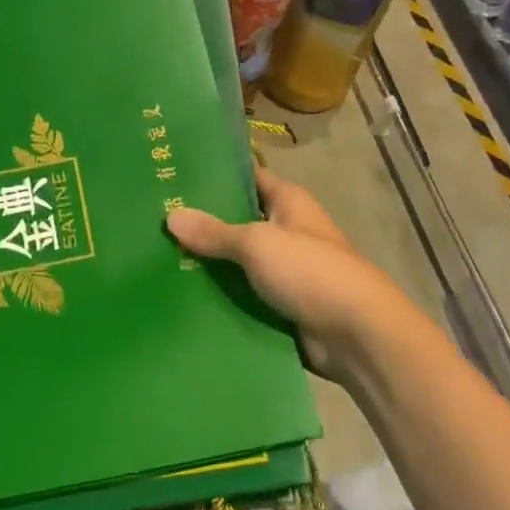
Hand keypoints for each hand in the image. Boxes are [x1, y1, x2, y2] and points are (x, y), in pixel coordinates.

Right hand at [166, 167, 398, 377]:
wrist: (355, 336)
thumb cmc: (309, 271)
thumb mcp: (256, 243)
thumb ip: (214, 232)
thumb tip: (171, 216)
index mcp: (289, 203)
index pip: (249, 177)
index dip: (216, 175)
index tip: (175, 173)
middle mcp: (287, 232)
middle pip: (238, 221)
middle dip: (202, 223)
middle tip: (154, 220)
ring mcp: (284, 271)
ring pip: (236, 262)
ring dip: (206, 264)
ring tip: (156, 258)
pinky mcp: (280, 306)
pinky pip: (242, 296)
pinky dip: (219, 297)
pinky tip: (180, 296)